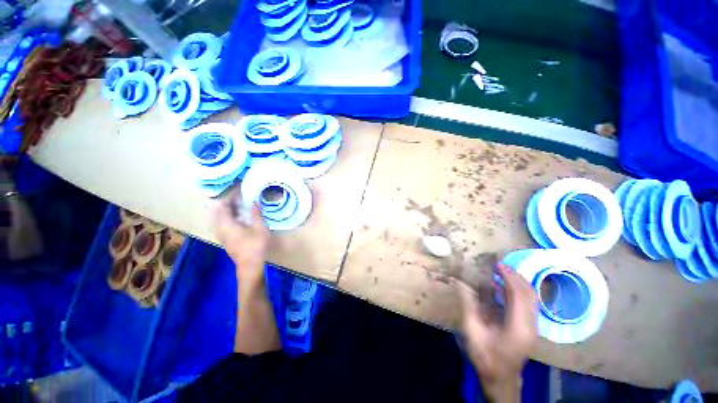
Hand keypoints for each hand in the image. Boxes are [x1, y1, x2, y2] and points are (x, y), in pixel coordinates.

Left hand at [213, 189, 269, 285]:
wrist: (250, 265)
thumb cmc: (256, 245)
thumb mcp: (260, 228)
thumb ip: (256, 214)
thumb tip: (254, 202)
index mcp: (227, 224)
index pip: (223, 206)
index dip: (230, 198)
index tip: (239, 192)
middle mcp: (220, 229)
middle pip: (218, 212)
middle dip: (228, 203)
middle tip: (240, 198)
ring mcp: (222, 235)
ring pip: (219, 219)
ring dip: (227, 211)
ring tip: (239, 206)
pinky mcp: (225, 240)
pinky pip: (222, 224)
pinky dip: (228, 218)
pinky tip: (239, 218)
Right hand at [457, 263, 537, 401]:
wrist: (501, 378)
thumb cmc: (485, 356)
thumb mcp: (472, 331)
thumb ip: (468, 304)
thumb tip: (459, 281)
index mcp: (518, 326)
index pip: (519, 294)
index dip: (508, 276)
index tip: (496, 264)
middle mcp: (530, 325)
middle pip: (529, 293)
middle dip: (515, 275)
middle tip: (498, 264)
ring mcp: (533, 327)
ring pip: (532, 297)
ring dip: (518, 281)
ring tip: (502, 271)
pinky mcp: (530, 327)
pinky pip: (529, 303)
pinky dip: (518, 290)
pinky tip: (505, 287)